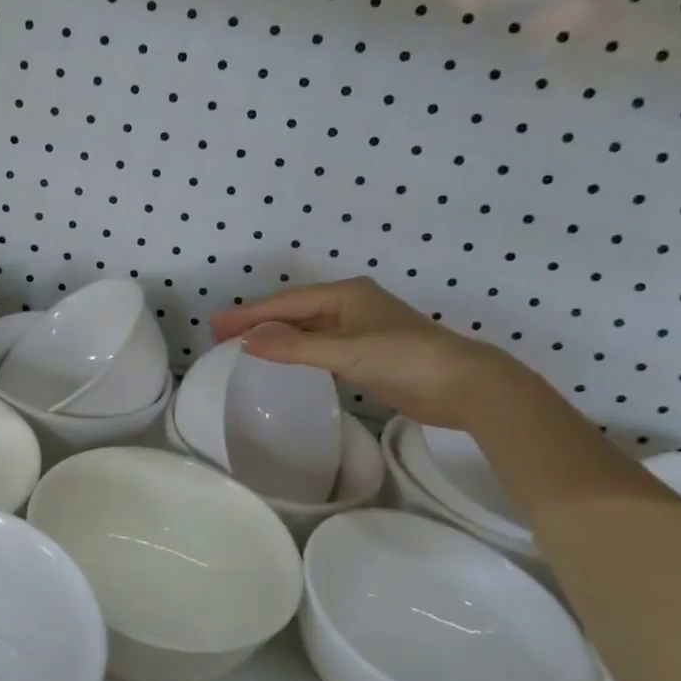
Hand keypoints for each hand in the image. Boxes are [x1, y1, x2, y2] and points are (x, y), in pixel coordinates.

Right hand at [209, 277, 527, 429]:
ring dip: (276, 337)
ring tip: (243, 347)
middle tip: (221, 334)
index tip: (216, 325)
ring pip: (307, 330)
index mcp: (345, 294)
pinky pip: (320, 348)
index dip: (250, 313)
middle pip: (294, 311)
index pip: (286, 302)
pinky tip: (282, 362)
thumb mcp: (345, 351)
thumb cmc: (404, 358)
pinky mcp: (367, 354)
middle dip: (258, 321)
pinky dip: (297, 352)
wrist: (464, 386)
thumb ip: (294, 347)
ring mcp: (360, 330)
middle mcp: (350, 306)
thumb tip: (246, 341)